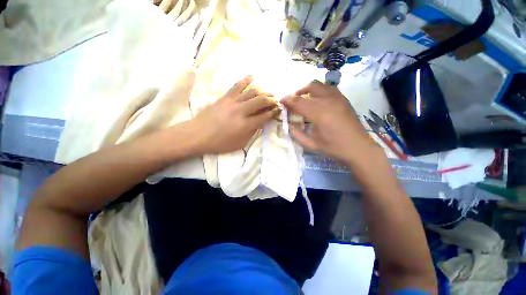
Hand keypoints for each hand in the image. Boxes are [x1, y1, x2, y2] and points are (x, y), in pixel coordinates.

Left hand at [189, 75, 278, 154]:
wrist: (197, 135)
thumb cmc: (219, 143)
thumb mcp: (240, 144)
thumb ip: (252, 132)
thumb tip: (260, 122)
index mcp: (245, 125)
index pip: (264, 116)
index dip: (273, 112)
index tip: (278, 110)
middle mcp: (241, 111)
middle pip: (261, 100)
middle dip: (271, 100)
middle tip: (275, 101)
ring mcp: (232, 102)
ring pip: (251, 91)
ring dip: (262, 91)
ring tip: (268, 92)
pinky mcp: (224, 97)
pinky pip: (237, 86)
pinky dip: (245, 80)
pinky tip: (252, 77)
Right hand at [281, 80, 377, 163]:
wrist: (358, 147)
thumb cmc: (333, 147)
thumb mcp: (310, 144)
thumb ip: (296, 133)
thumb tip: (289, 123)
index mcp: (319, 113)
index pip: (299, 102)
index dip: (288, 100)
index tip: (281, 101)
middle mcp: (328, 101)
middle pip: (310, 86)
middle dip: (298, 92)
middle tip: (294, 101)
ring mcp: (338, 98)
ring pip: (320, 84)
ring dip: (309, 89)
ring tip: (304, 99)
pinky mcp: (344, 99)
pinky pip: (328, 88)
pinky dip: (319, 91)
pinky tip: (317, 102)